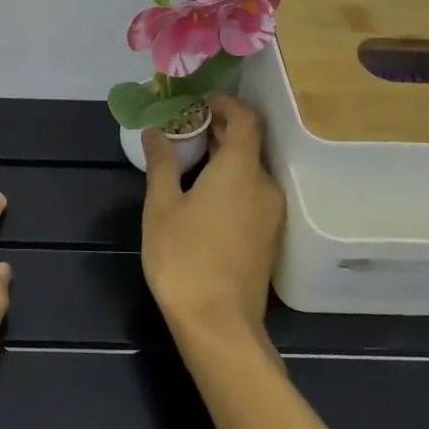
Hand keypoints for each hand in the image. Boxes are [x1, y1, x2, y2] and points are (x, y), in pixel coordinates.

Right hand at [141, 94, 284, 343]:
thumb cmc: (184, 258)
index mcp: (241, 170)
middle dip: (219, 129)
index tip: (196, 104)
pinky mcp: (269, 235)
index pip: (246, 118)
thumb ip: (162, 163)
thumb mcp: (162, 206)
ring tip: (189, 161)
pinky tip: (204, 195)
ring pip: (252, 169)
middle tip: (183, 130)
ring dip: (225, 156)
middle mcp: (265, 185)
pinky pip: (253, 192)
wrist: (219, 324)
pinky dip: (232, 180)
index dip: (224, 103)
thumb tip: (156, 131)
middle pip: (250, 142)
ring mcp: (272, 213)